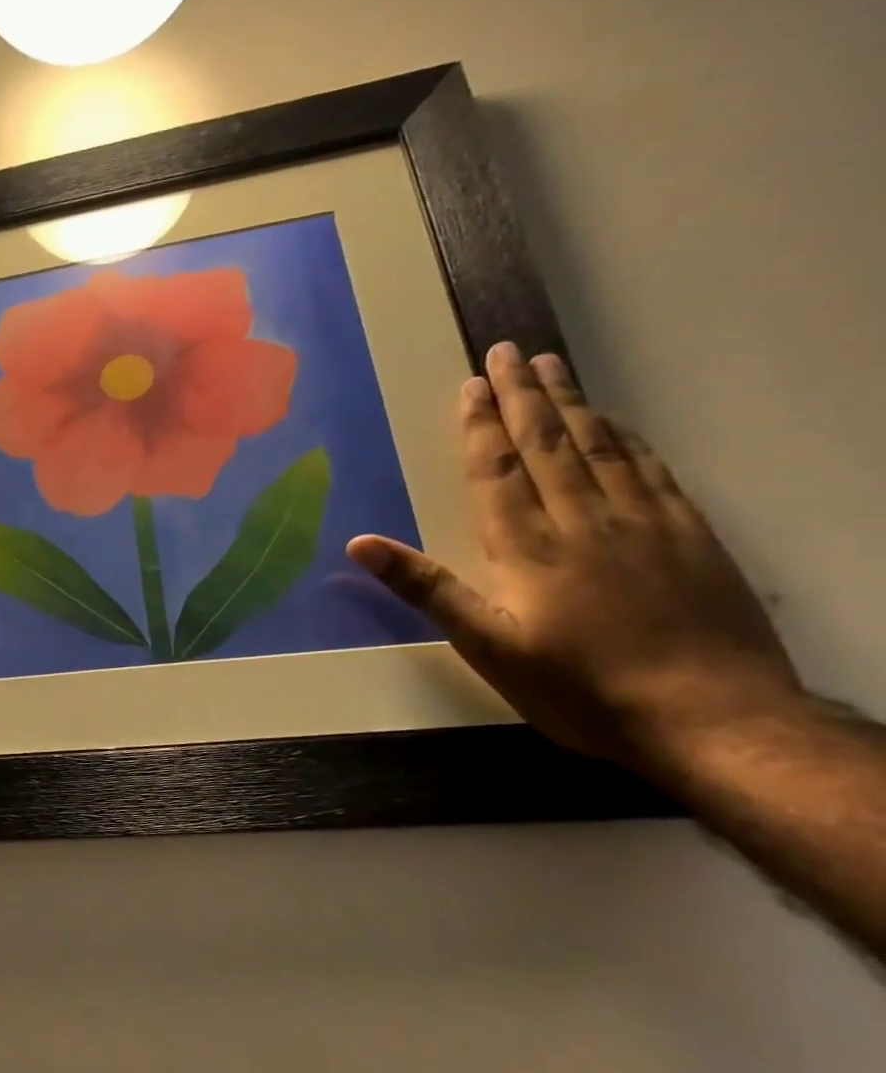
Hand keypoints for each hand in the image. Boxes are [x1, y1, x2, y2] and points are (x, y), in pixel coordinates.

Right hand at [347, 342, 803, 769]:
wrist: (714, 721)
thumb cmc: (580, 688)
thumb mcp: (487, 646)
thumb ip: (427, 588)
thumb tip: (359, 543)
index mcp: (530, 546)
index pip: (499, 470)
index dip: (481, 426)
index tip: (471, 384)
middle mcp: (586, 521)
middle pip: (549, 444)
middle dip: (524, 395)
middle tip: (509, 351)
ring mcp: (646, 524)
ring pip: (600, 448)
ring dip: (572, 404)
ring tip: (553, 367)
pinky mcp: (692, 537)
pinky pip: (651, 470)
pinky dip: (626, 438)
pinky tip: (615, 423)